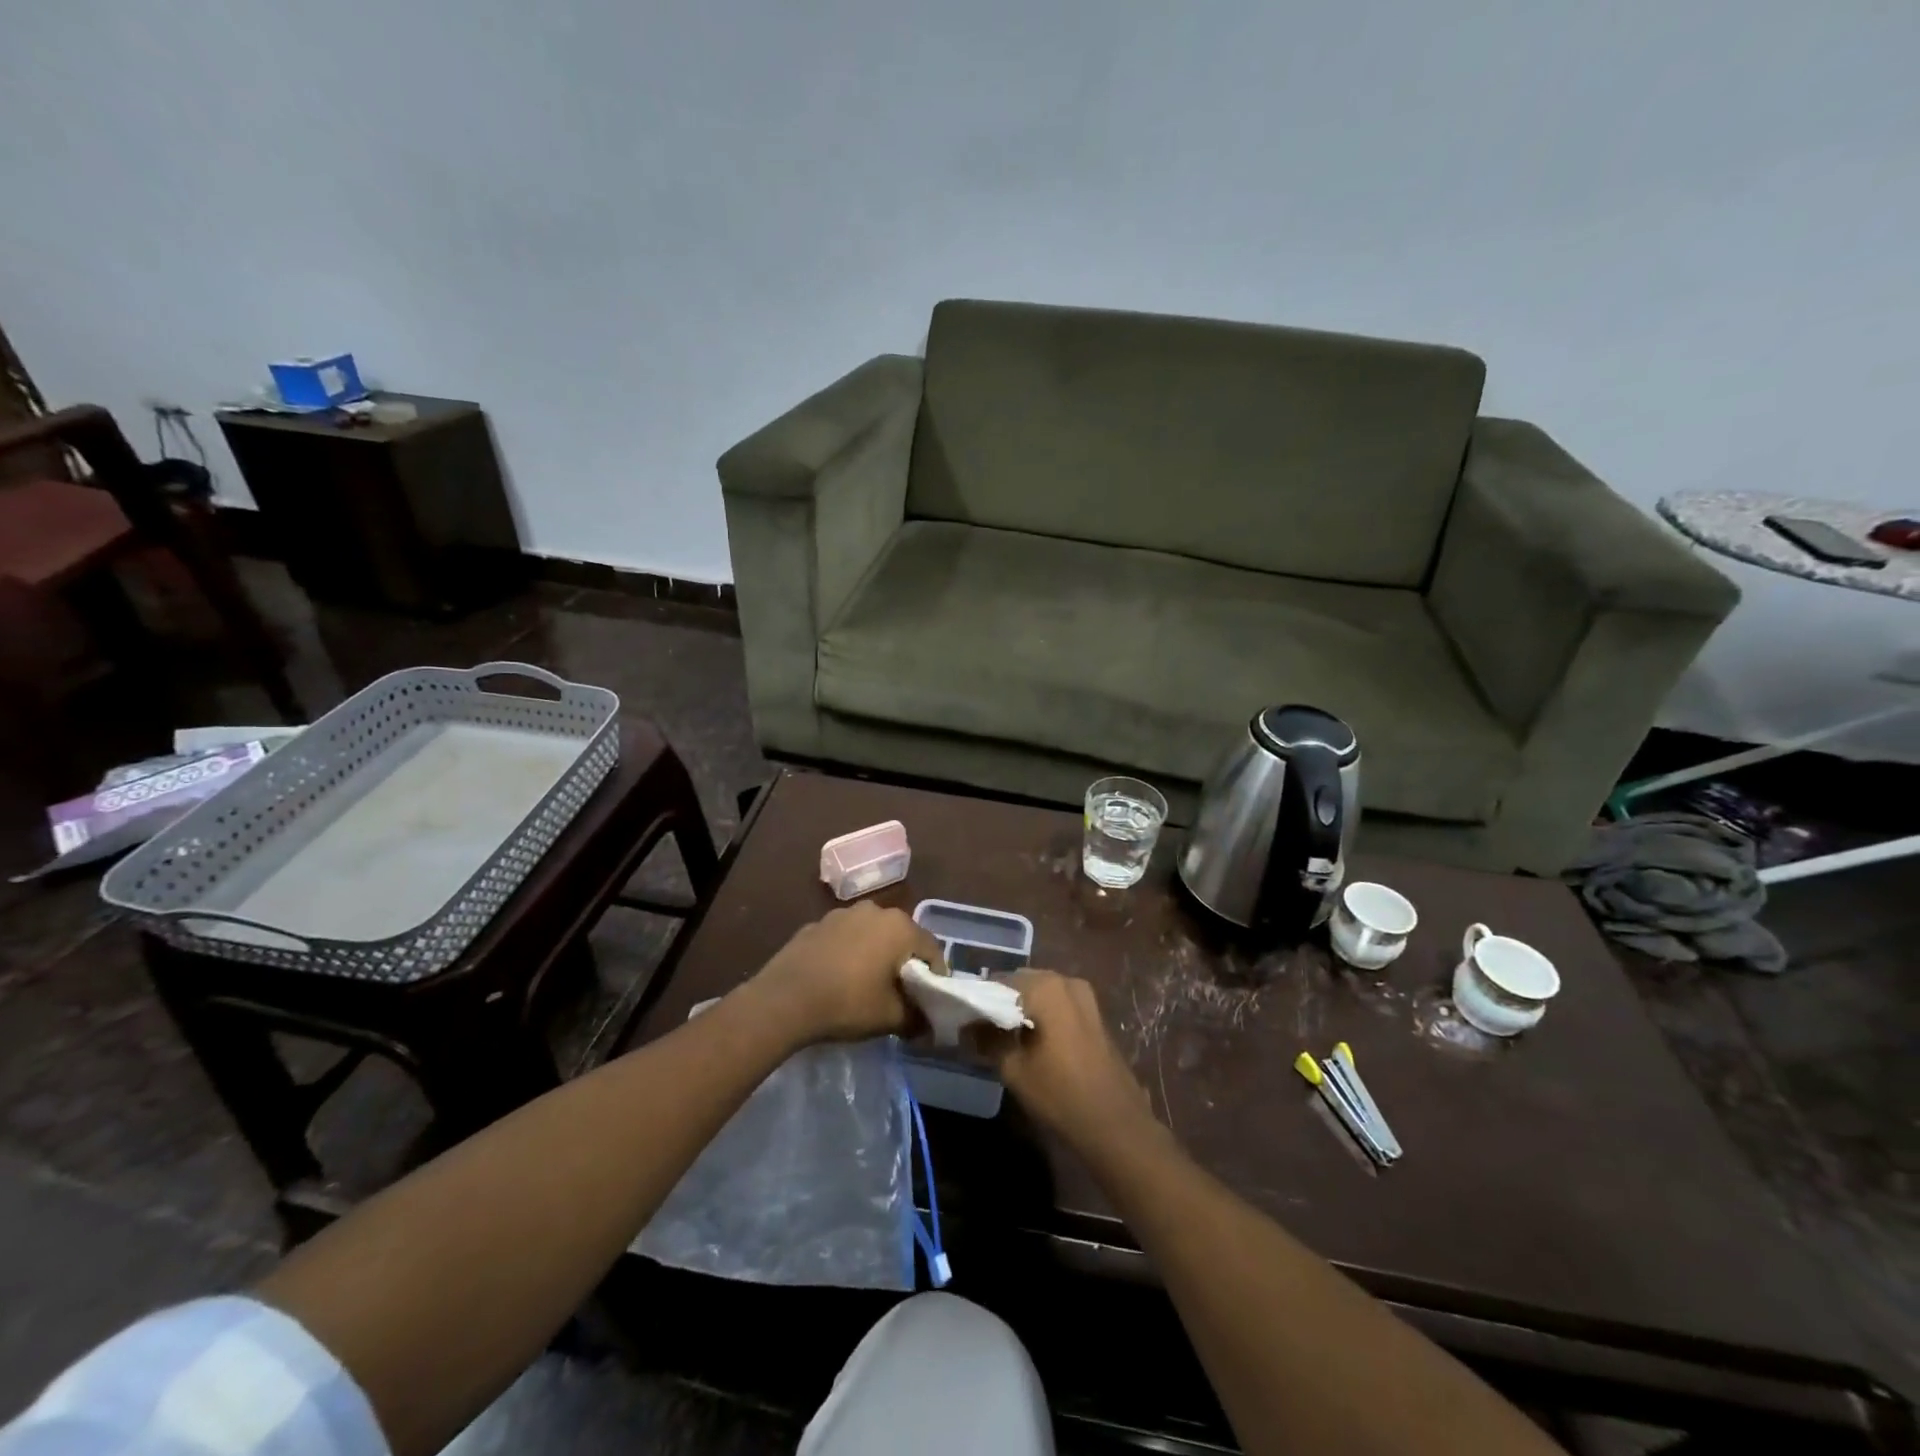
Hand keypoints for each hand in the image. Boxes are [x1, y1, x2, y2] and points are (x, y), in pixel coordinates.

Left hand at [741, 902, 942, 1045]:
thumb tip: (928, 1023)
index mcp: (900, 927)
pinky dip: (848, 954)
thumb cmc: (847, 1003)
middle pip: (902, 938)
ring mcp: (842, 914)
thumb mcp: (891, 1018)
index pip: (932, 949)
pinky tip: (837, 979)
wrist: (784, 1000)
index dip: (936, 976)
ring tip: (867, 986)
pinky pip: (844, 938)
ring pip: (871, 935)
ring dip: (875, 955)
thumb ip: (917, 1018)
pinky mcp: (816, 924)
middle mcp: (875, 910)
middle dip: (905, 963)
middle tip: (901, 994)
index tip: (930, 1001)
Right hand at [979, 970, 1161, 1153]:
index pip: (999, 981)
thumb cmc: (1060, 1092)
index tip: (966, 1020)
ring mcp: (1085, 996)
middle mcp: (1066, 981)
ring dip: (1023, 1009)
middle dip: (1002, 1002)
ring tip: (1005, 1038)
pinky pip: (1058, 1005)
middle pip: (1022, 983)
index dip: (981, 999)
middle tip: (983, 1030)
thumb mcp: (1014, 1068)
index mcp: (1045, 986)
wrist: (1115, 1122)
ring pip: (1041, 994)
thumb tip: (966, 1026)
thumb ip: (987, 1040)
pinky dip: (1042, 1016)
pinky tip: (1032, 1042)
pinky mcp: (1094, 1015)